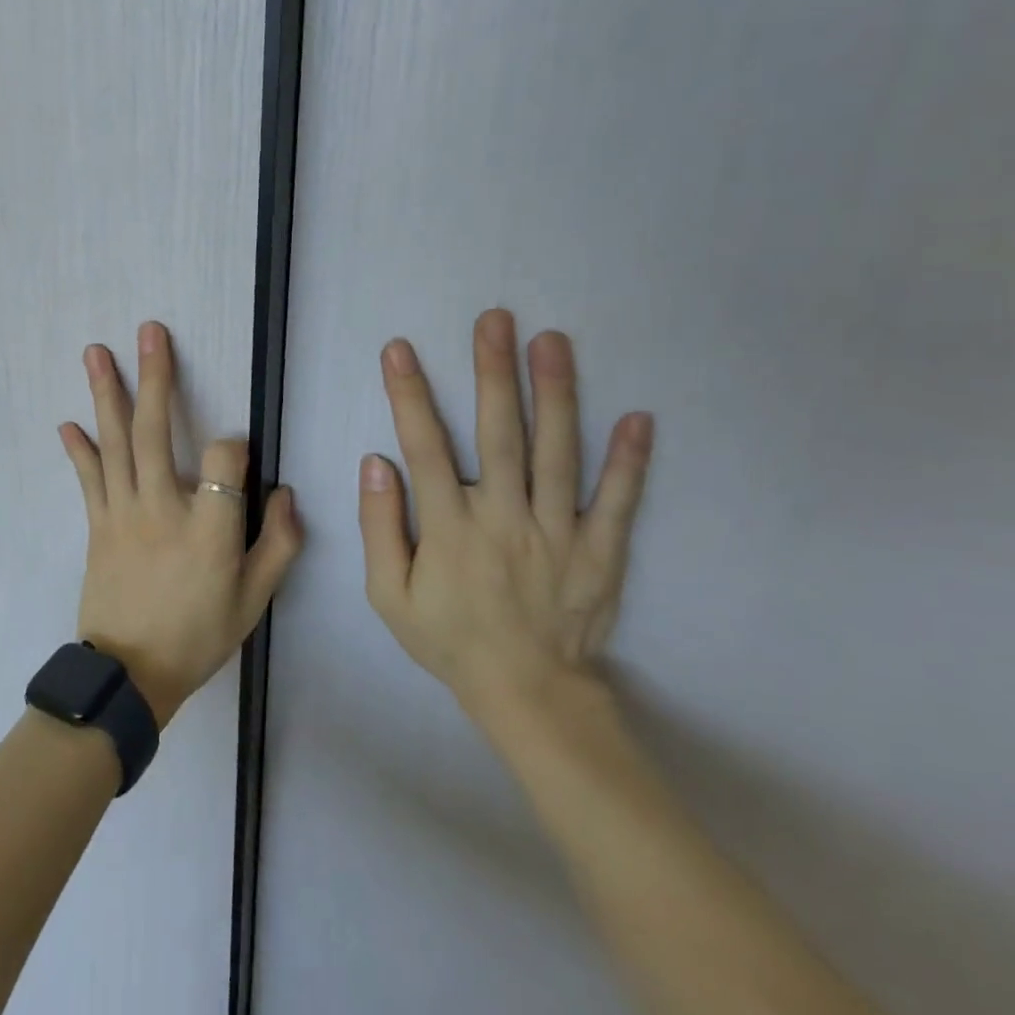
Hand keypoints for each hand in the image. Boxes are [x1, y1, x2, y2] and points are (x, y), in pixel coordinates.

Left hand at [60, 322, 301, 727]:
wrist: (131, 675)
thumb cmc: (199, 636)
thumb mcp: (254, 601)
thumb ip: (278, 544)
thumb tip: (285, 492)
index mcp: (210, 528)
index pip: (227, 458)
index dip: (238, 446)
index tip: (239, 454)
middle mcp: (163, 508)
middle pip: (157, 431)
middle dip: (156, 377)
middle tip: (149, 332)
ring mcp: (123, 513)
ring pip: (115, 444)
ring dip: (107, 394)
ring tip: (97, 352)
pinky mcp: (97, 525)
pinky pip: (88, 479)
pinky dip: (79, 450)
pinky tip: (68, 423)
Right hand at [360, 308, 653, 737]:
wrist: (527, 694)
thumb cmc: (450, 639)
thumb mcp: (388, 595)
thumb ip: (379, 526)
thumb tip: (376, 461)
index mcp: (449, 529)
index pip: (425, 449)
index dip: (410, 396)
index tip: (400, 350)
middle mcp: (504, 520)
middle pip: (499, 436)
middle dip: (493, 373)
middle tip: (495, 320)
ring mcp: (559, 534)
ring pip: (558, 455)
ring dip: (555, 395)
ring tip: (553, 342)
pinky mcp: (600, 552)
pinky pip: (617, 502)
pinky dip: (629, 461)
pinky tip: (638, 418)